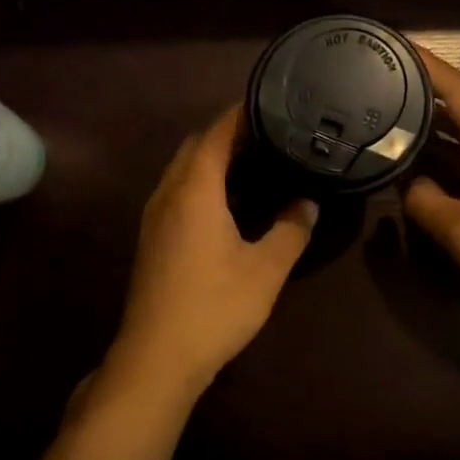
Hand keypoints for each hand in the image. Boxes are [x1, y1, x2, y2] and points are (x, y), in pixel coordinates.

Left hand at [108, 105, 317, 398]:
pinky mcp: (152, 238)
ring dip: (213, 160)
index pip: (216, 133)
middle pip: (196, 147)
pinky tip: (229, 204)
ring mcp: (155, 216)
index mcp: (194, 189)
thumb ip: (291, 230)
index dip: (241, 114)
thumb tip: (307, 202)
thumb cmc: (214, 306)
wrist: (157, 357)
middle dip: (229, 134)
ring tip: (255, 163)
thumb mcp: (266, 269)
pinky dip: (202, 183)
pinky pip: (178, 192)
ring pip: (183, 170)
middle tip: (270, 135)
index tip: (271, 102)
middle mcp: (168, 193)